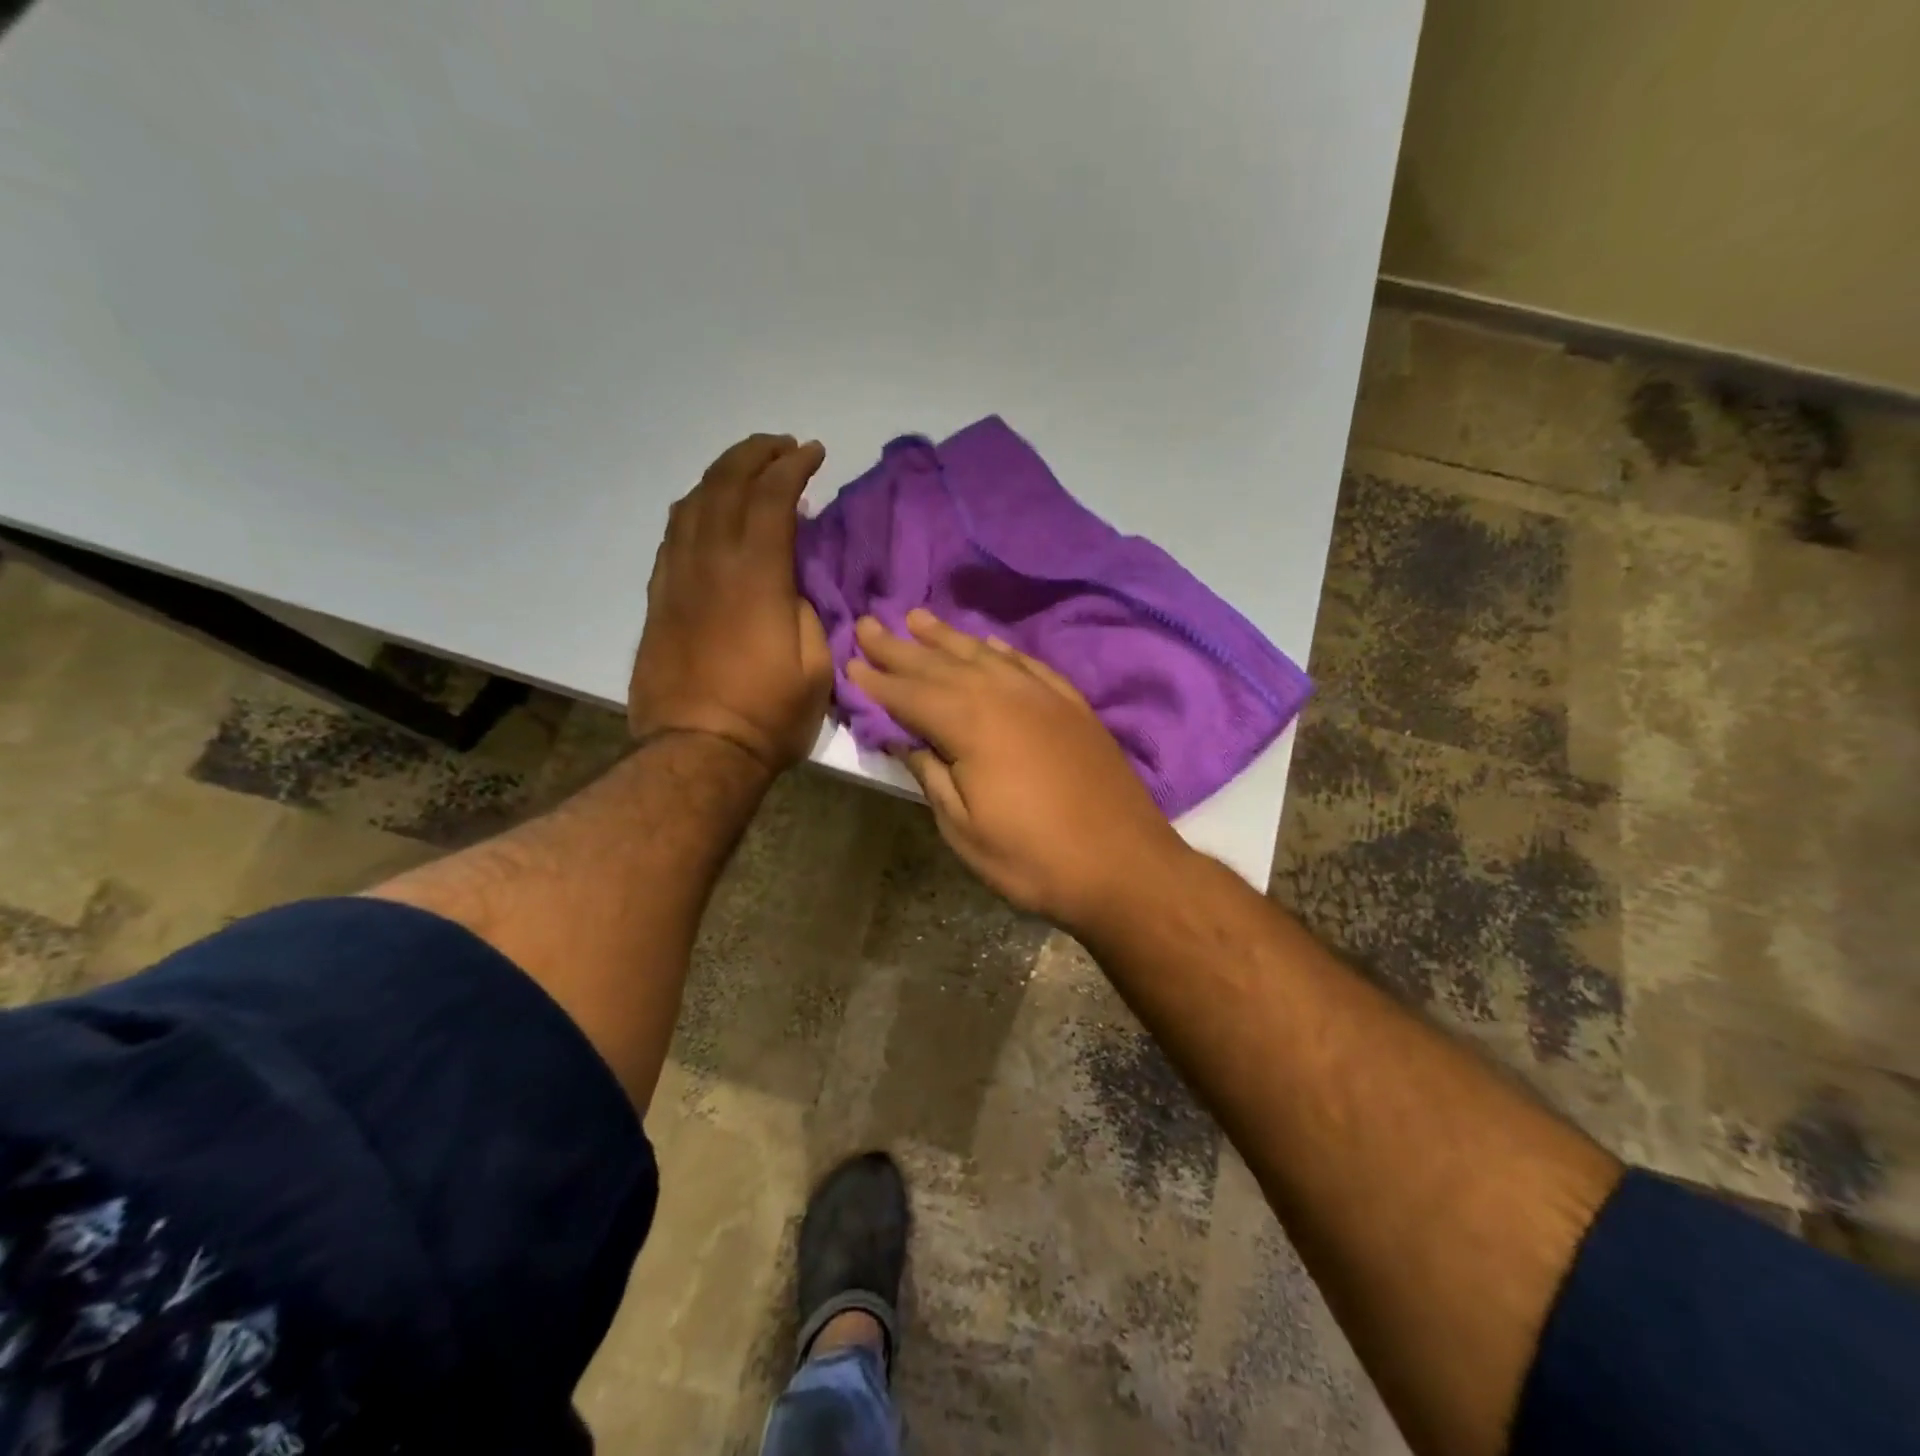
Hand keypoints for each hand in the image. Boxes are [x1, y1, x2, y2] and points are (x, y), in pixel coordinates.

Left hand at [629, 434, 832, 771]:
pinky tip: (707, 510)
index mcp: (756, 576)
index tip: (813, 452)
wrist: (697, 750)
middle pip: (725, 485)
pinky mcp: (659, 598)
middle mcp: (710, 562)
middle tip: (782, 447)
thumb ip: (808, 611)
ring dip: (721, 475)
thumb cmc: (768, 715)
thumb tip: (792, 582)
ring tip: (746, 470)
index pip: (772, 498)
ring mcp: (677, 578)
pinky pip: (672, 535)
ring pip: (692, 503)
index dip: (793, 467)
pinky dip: (694, 508)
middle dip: (755, 455)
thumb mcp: (816, 666)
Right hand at [847, 610, 1186, 929]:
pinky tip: (988, 644)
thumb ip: (931, 775)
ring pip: (984, 655)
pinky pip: (1028, 664)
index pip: (910, 695)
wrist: (1124, 864)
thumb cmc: (1033, 857)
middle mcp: (1004, 695)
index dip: (877, 681)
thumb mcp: (964, 829)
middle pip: (941, 665)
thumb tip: (904, 739)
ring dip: (947, 638)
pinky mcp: (1072, 705)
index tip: (850, 662)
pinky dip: (1001, 651)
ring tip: (918, 618)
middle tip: (870, 624)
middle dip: (901, 647)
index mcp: (971, 724)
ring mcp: (1043, 696)